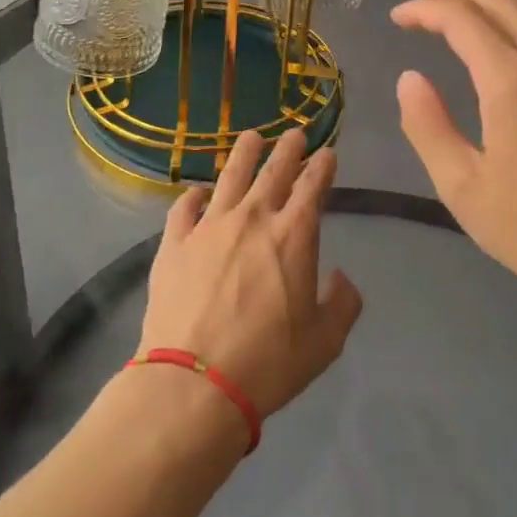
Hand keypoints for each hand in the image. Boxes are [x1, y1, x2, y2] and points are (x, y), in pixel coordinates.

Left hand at [137, 129, 361, 425]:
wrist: (194, 384)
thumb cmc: (268, 362)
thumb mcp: (325, 342)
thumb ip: (342, 303)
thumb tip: (339, 277)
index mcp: (294, 234)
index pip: (313, 185)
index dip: (322, 165)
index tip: (327, 153)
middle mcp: (253, 217)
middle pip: (274, 170)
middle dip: (288, 148)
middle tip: (294, 133)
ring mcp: (209, 226)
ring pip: (230, 175)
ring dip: (245, 153)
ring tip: (252, 137)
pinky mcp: (174, 243)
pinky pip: (185, 207)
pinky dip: (194, 195)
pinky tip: (198, 191)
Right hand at [391, 0, 516, 310]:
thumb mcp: (463, 188)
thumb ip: (428, 126)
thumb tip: (410, 79)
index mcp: (512, 82)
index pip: (463, 20)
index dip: (425, 11)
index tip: (398, 17)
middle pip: (500, 0)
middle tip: (422, 7)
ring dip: (490, 0)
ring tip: (459, 13)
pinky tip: (507, 41)